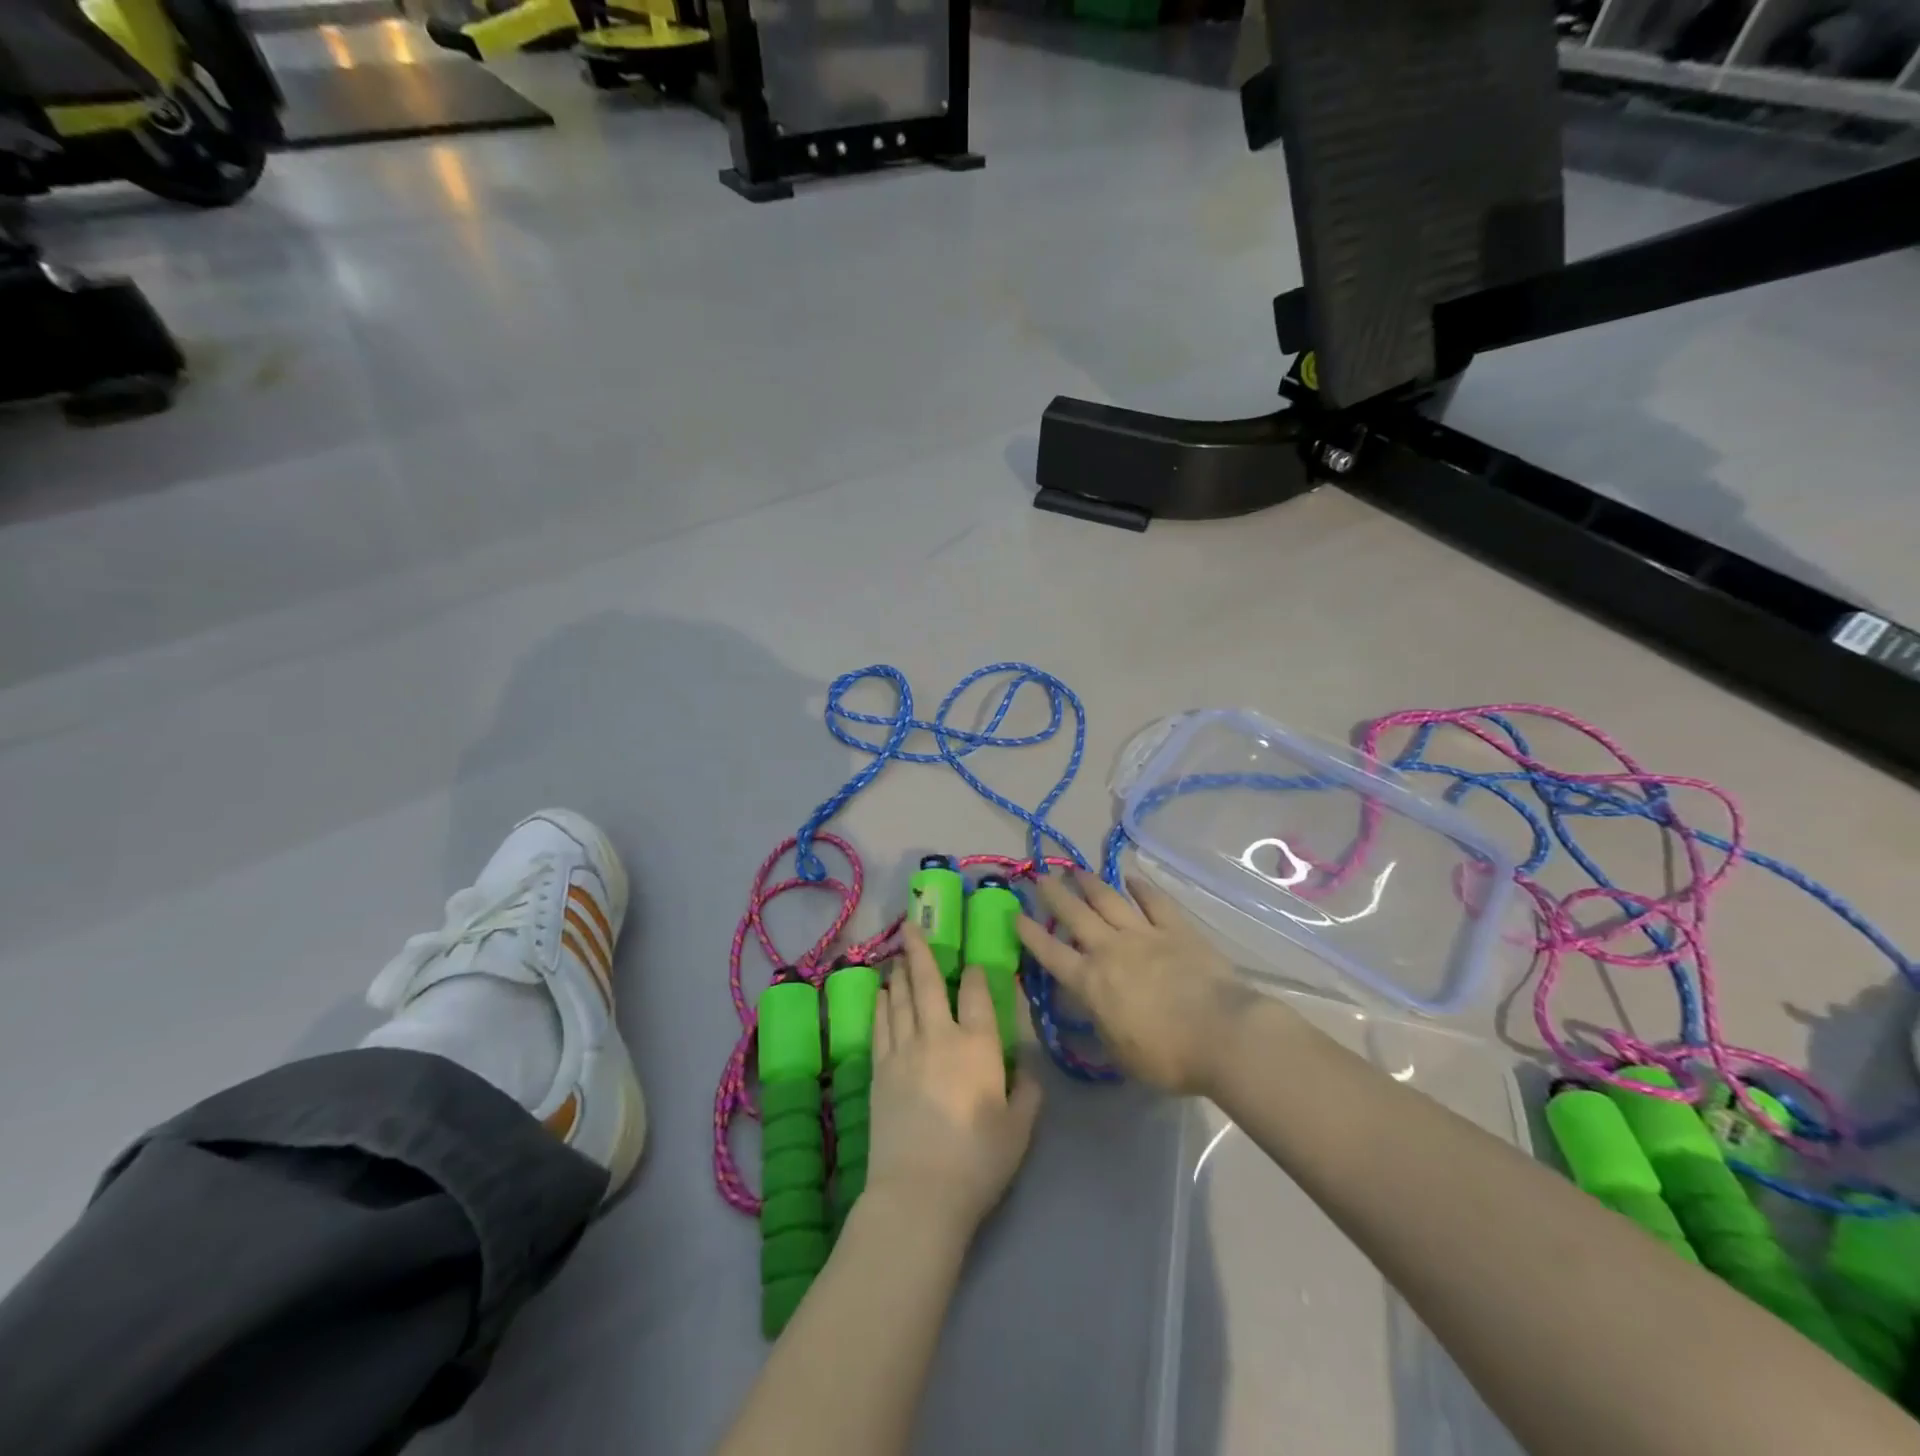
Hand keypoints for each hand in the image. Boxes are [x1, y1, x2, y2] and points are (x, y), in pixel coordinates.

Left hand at [868, 925, 1043, 1239]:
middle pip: (928, 983)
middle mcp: (939, 1036)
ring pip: (901, 998)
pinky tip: (881, 992)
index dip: (975, 973)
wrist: (919, 1191)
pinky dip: (881, 1004)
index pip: (976, 994)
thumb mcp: (1020, 1128)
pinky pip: (880, 1024)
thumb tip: (1026, 1066)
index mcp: (979, 1045)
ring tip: (899, 954)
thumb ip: (1027, 1090)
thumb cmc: (978, 1161)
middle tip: (912, 925)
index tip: (972, 961)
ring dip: (900, 972)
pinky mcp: (879, 1069)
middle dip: (922, 950)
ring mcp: (904, 1050)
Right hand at [1018, 870, 1269, 1095]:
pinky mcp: (1176, 929)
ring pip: (1109, 900)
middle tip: (1040, 875)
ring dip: (1090, 883)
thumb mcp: (1120, 1053)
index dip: (1031, 934)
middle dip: (1054, 894)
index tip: (1016, 914)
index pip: (1051, 953)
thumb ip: (1101, 1025)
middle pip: (1075, 915)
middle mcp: (1110, 950)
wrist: (1220, 1034)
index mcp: (1090, 983)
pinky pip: (1154, 902)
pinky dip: (1141, 888)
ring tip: (1076, 870)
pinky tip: (1131, 878)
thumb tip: (1093, 1010)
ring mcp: (1144, 934)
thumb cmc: (1166, 1056)